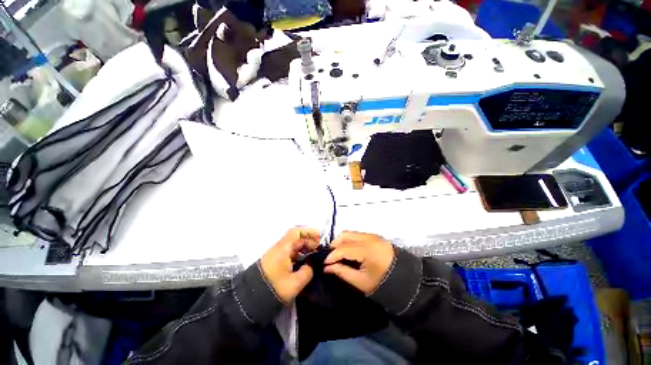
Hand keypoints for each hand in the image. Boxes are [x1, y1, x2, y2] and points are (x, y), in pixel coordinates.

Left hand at [260, 228, 319, 302]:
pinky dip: (299, 254)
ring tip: (315, 255)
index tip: (320, 237)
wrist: (251, 300)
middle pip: (296, 239)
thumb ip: (308, 271)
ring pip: (293, 246)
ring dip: (305, 248)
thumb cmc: (275, 288)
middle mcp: (280, 248)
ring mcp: (277, 255)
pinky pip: (290, 253)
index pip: (296, 232)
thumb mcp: (295, 282)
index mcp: (283, 248)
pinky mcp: (275, 262)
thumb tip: (313, 265)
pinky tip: (306, 262)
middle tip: (320, 249)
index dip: (309, 232)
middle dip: (309, 241)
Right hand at [324, 231, 394, 294]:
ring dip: (340, 241)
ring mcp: (372, 235)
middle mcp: (369, 238)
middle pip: (345, 235)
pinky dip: (348, 240)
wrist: (403, 279)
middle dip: (334, 245)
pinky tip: (346, 249)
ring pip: (350, 233)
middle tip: (329, 257)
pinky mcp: (373, 236)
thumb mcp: (360, 281)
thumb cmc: (381, 283)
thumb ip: (342, 272)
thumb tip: (326, 268)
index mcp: (367, 250)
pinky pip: (356, 234)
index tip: (324, 264)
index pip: (343, 248)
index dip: (332, 255)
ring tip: (336, 253)